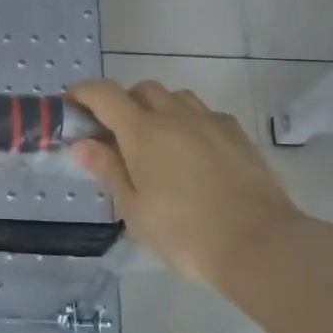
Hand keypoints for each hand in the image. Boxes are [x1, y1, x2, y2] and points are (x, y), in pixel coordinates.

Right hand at [67, 78, 307, 289]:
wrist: (260, 243)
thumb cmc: (185, 232)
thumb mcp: (135, 209)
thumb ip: (108, 170)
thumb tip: (82, 143)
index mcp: (142, 131)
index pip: (103, 93)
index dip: (82, 93)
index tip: (71, 105)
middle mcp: (175, 115)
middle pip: (141, 89)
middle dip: (122, 103)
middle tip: (115, 135)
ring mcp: (210, 122)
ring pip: (176, 97)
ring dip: (158, 108)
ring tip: (156, 142)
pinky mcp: (238, 135)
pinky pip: (205, 114)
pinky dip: (189, 121)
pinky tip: (193, 152)